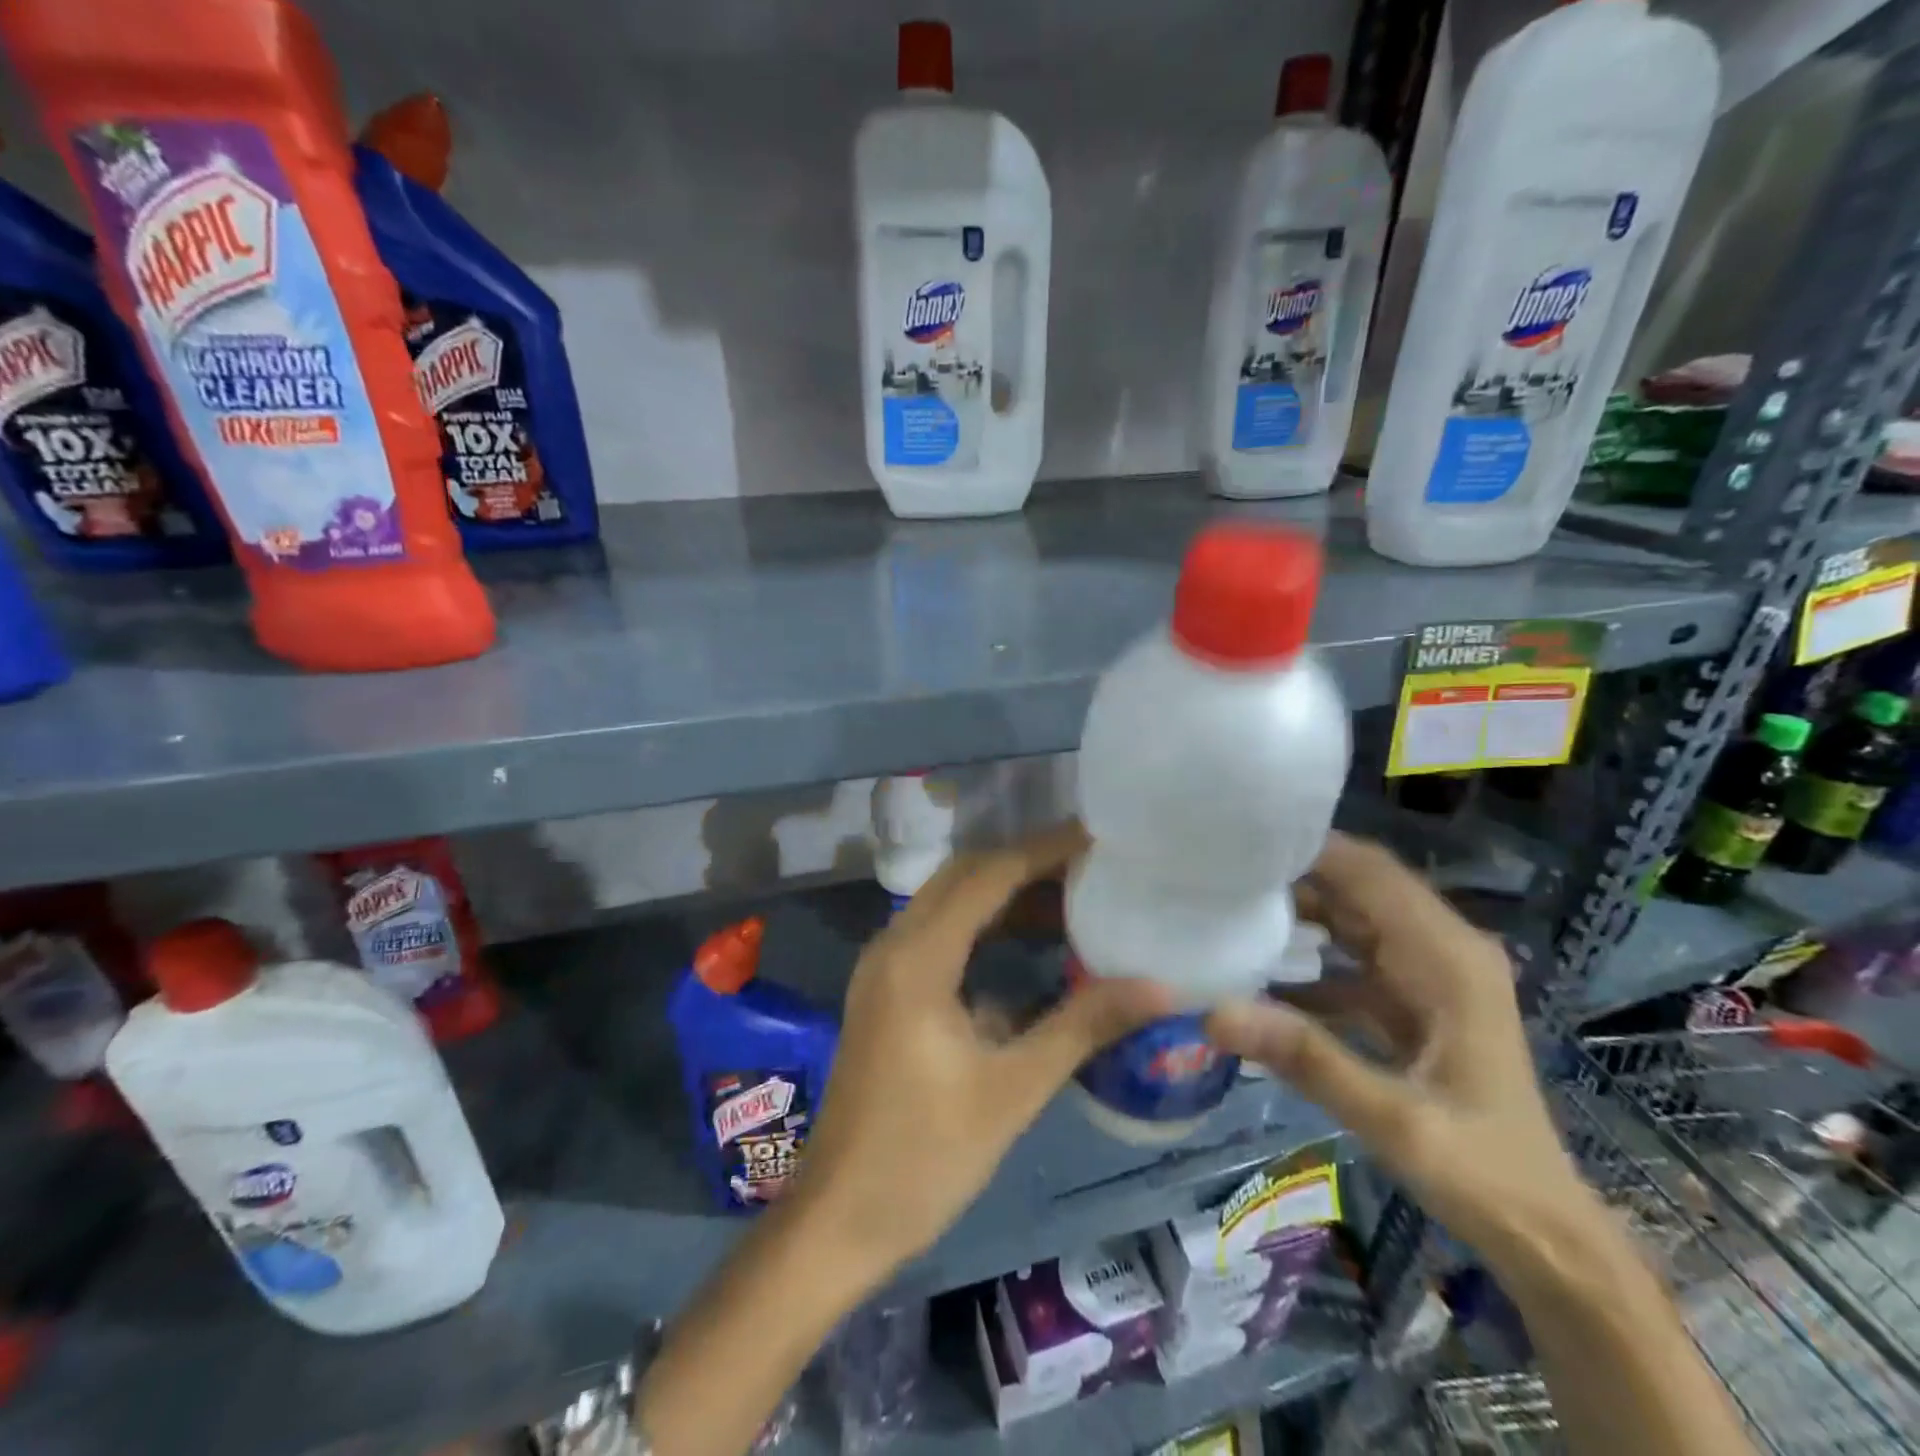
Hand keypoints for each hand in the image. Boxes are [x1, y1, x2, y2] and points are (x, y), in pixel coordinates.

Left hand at [789, 822, 1170, 1276]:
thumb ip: (1083, 1026)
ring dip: (1004, 893)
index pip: (987, 876)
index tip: (1098, 838)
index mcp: (918, 958)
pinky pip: (938, 934)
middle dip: (1026, 863)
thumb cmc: (926, 1157)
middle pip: (963, 876)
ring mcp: (883, 967)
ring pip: (948, 902)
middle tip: (1091, 866)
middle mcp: (893, 945)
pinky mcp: (886, 991)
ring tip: (1072, 898)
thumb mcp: (1012, 1090)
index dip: (1044, 850)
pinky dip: (984, 926)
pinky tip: (1028, 945)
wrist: (840, 1219)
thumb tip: (1160, 987)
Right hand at [1205, 832, 1595, 1265]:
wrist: (1543, 1232)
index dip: (1308, 849)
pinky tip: (1256, 971)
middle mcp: (1441, 949)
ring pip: (1351, 916)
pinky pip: (1349, 957)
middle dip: (1291, 875)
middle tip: (1217, 874)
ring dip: (1296, 911)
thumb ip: (1307, 1060)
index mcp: (1448, 958)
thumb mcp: (1394, 1122)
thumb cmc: (1484, 1173)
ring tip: (1226, 906)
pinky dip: (1306, 956)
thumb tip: (1214, 1012)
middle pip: (1357, 886)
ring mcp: (1427, 973)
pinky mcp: (1411, 999)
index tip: (1237, 845)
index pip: (1370, 873)